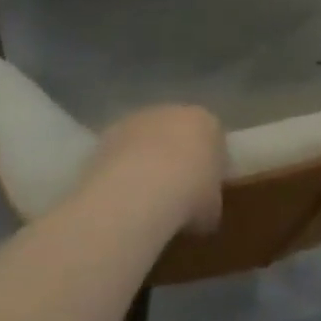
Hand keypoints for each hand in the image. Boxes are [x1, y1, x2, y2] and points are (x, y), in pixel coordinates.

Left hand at [84, 105, 226, 233]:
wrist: (139, 192)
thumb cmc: (189, 196)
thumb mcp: (212, 208)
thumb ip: (209, 199)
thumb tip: (201, 208)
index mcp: (206, 123)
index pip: (213, 140)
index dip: (209, 166)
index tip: (205, 190)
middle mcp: (173, 112)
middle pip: (177, 133)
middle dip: (177, 157)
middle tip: (175, 191)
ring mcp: (137, 120)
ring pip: (146, 140)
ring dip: (145, 160)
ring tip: (143, 196)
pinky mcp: (107, 134)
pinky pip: (121, 152)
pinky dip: (121, 168)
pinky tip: (122, 195)